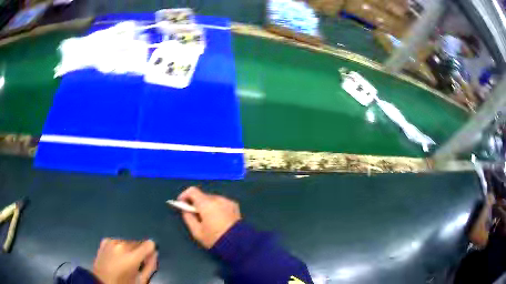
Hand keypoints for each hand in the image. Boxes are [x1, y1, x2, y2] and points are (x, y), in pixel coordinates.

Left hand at [92, 238, 157, 283]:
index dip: (151, 252)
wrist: (101, 281)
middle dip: (139, 252)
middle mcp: (121, 245)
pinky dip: (119, 248)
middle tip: (135, 265)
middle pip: (139, 243)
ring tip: (124, 262)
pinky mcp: (105, 241)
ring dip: (129, 250)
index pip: (149, 244)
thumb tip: (154, 254)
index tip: (148, 259)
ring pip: (128, 242)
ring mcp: (111, 241)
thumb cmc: (122, 283)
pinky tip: (116, 258)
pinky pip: (118, 241)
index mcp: (132, 256)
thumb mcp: (141, 280)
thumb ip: (151, 266)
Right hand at [178, 187, 240, 248]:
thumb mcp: (197, 232)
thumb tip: (185, 210)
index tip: (181, 203)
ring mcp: (227, 201)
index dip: (184, 195)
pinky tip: (218, 219)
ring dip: (207, 205)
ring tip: (207, 218)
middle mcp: (217, 199)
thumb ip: (188, 218)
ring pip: (212, 199)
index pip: (192, 191)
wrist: (238, 243)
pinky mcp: (235, 206)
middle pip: (202, 196)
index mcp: (206, 204)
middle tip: (194, 214)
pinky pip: (221, 203)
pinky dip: (216, 207)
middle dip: (196, 203)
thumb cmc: (215, 238)